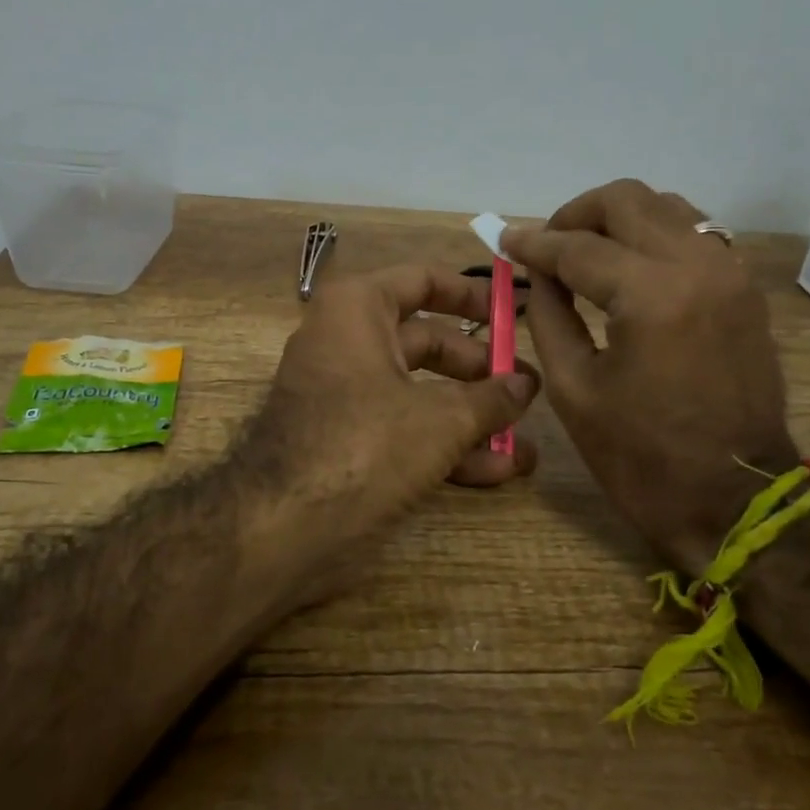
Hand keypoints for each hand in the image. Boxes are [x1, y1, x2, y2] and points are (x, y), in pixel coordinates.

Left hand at [241, 264, 539, 592]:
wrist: (282, 528)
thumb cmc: (365, 446)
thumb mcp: (441, 420)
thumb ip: (491, 398)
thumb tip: (526, 384)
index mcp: (358, 310)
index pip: (423, 280)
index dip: (473, 294)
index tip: (514, 312)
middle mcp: (347, 342)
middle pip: (428, 343)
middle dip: (481, 371)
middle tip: (527, 391)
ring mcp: (345, 395)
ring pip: (419, 393)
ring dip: (472, 418)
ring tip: (524, 443)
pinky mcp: (347, 442)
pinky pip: (403, 430)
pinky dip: (444, 446)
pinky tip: (496, 471)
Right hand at [502, 180, 797, 573]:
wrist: (735, 499)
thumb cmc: (641, 457)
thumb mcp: (573, 389)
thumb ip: (548, 315)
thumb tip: (538, 273)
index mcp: (651, 297)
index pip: (578, 247)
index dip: (534, 243)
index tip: (504, 239)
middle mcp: (698, 266)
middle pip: (626, 200)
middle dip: (575, 215)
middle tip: (546, 246)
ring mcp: (730, 272)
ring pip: (665, 206)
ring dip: (617, 219)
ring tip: (584, 253)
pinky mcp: (743, 288)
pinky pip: (692, 233)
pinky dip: (652, 235)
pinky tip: (628, 267)